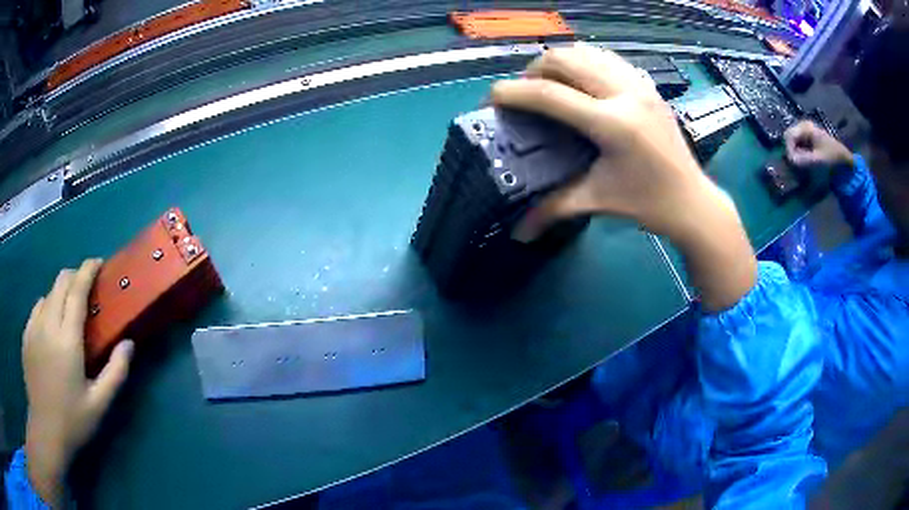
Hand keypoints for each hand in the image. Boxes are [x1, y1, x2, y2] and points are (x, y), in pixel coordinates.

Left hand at [23, 259, 133, 506]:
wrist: (45, 431)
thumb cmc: (73, 421)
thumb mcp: (99, 404)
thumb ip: (115, 373)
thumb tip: (129, 344)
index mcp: (67, 340)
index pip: (76, 290)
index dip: (87, 271)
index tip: (97, 264)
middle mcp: (48, 325)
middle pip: (60, 282)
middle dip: (75, 276)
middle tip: (86, 288)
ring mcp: (33, 328)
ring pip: (48, 293)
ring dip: (61, 292)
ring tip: (68, 310)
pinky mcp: (26, 335)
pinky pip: (37, 307)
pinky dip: (47, 306)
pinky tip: (51, 325)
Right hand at [491, 45, 755, 310]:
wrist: (692, 201)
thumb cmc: (648, 203)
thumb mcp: (598, 200)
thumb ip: (553, 209)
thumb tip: (518, 233)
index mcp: (611, 123)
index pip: (549, 94)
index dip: (513, 92)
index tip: (491, 98)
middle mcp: (625, 94)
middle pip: (564, 59)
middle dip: (533, 70)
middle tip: (525, 93)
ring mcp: (639, 85)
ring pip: (586, 51)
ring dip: (560, 62)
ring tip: (551, 84)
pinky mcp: (648, 86)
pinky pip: (608, 58)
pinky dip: (585, 61)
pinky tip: (582, 81)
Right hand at [784, 120, 853, 167]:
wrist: (844, 160)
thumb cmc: (832, 158)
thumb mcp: (818, 160)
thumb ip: (803, 159)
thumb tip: (790, 159)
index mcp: (806, 127)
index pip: (788, 135)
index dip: (788, 149)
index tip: (793, 163)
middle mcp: (803, 125)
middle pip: (788, 137)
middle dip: (791, 151)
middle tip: (796, 165)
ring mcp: (805, 130)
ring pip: (792, 141)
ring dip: (795, 153)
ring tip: (801, 163)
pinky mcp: (808, 137)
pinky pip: (797, 143)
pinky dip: (798, 152)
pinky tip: (804, 160)